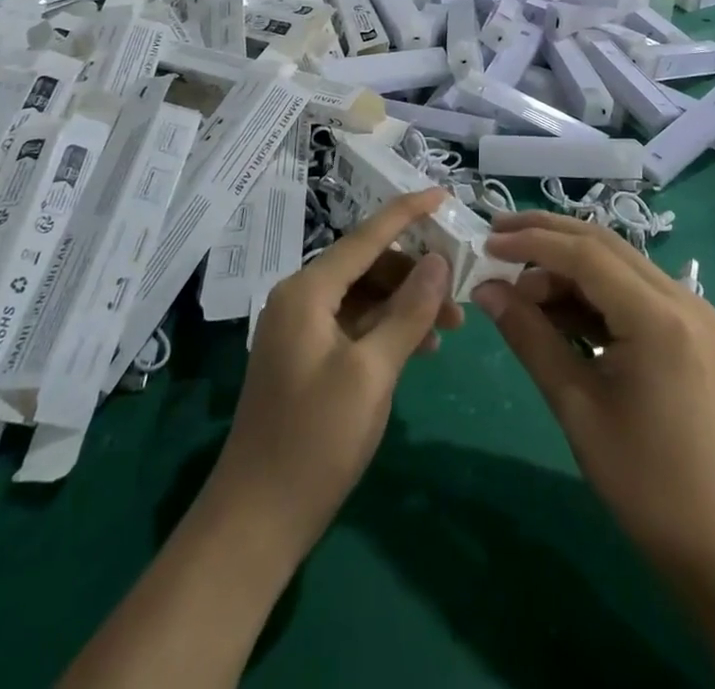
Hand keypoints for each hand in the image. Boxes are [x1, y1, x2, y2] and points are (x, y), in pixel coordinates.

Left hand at [213, 189, 463, 551]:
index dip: (406, 212)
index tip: (443, 194)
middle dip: (415, 274)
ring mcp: (301, 329)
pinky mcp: (307, 357)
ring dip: (405, 304)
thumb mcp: (372, 373)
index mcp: (307, 291)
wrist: (256, 521)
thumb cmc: (315, 441)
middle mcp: (300, 298)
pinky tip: (419, 349)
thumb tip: (438, 261)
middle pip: (367, 265)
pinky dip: (387, 329)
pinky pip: (354, 324)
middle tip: (459, 295)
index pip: (366, 236)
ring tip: (449, 329)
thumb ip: (408, 312)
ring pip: (364, 296)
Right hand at [472, 212, 714, 572]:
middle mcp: (680, 297)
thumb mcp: (575, 405)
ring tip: (514, 279)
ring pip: (614, 261)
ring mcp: (688, 309)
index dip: (532, 243)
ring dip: (564, 263)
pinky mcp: (684, 325)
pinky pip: (627, 287)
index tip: (487, 244)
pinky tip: (551, 304)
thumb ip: (529, 336)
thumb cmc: (641, 480)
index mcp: (657, 318)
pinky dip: (587, 288)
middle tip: (495, 235)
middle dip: (545, 235)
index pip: (586, 255)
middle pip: (602, 244)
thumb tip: (485, 290)